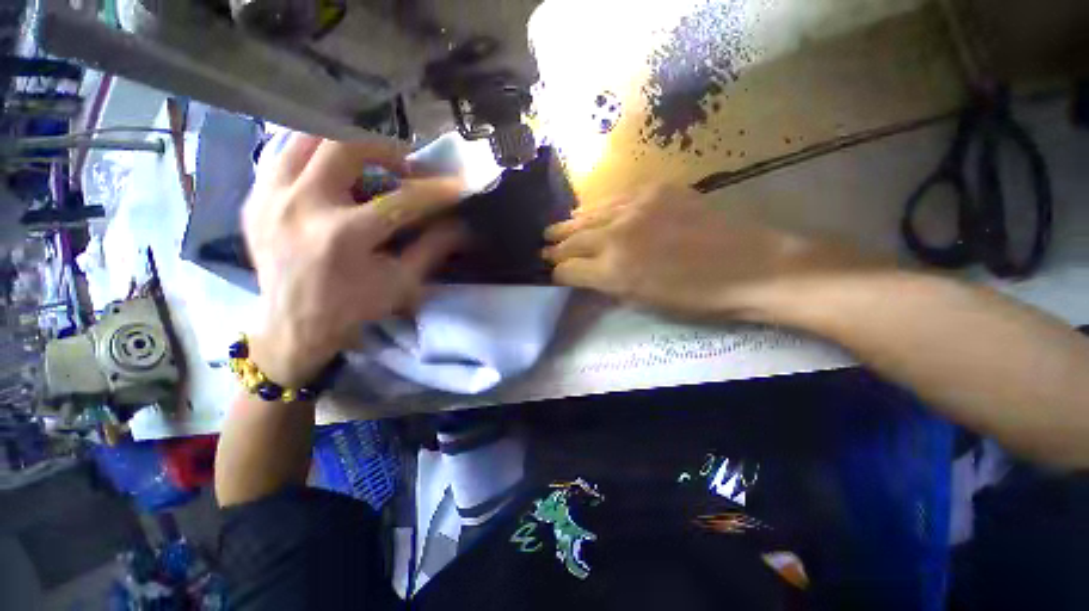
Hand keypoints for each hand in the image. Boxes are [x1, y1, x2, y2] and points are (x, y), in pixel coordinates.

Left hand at [243, 134, 464, 386]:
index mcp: (344, 237)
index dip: (435, 190)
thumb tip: (460, 225)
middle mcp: (302, 207)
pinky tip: (331, 169)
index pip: (400, 200)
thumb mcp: (401, 284)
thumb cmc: (354, 307)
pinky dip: (312, 154)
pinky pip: (282, 155)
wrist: (293, 326)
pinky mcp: (253, 199)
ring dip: (345, 143)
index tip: (456, 183)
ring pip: (305, 139)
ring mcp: (269, 199)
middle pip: (344, 147)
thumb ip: (431, 249)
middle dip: (384, 149)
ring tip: (367, 160)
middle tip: (403, 165)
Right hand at [543, 184, 877, 320]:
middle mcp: (617, 236)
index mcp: (614, 272)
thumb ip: (610, 287)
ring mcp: (635, 208)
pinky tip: (588, 212)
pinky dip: (596, 208)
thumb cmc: (698, 298)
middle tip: (543, 248)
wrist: (753, 266)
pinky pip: (614, 199)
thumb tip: (588, 276)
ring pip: (589, 215)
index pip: (570, 270)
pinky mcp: (655, 190)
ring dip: (569, 225)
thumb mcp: (646, 303)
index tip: (553, 274)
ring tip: (555, 229)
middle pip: (573, 240)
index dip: (558, 274)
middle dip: (555, 248)